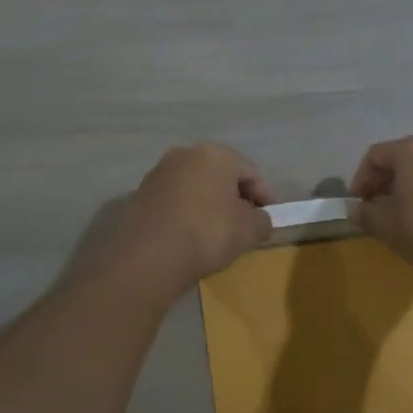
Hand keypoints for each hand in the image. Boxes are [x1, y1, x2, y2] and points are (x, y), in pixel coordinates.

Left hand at [103, 143, 273, 301]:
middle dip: (236, 197)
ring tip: (218, 232)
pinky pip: (175, 201)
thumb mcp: (249, 230)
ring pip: (196, 187)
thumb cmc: (207, 233)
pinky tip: (191, 235)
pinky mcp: (140, 195)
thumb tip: (258, 219)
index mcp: (215, 154)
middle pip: (221, 175)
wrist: (148, 257)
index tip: (272, 216)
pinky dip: (187, 213)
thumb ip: (262, 220)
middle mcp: (184, 154)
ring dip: (210, 204)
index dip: (266, 195)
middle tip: (247, 223)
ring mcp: (158, 173)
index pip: (251, 172)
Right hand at [349, 135, 412, 278]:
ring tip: (407, 213)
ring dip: (412, 185)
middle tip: (379, 208)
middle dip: (386, 182)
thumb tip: (355, 208)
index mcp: (412, 149)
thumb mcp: (385, 226)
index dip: (361, 180)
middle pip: (402, 158)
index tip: (359, 204)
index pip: (375, 156)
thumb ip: (364, 213)